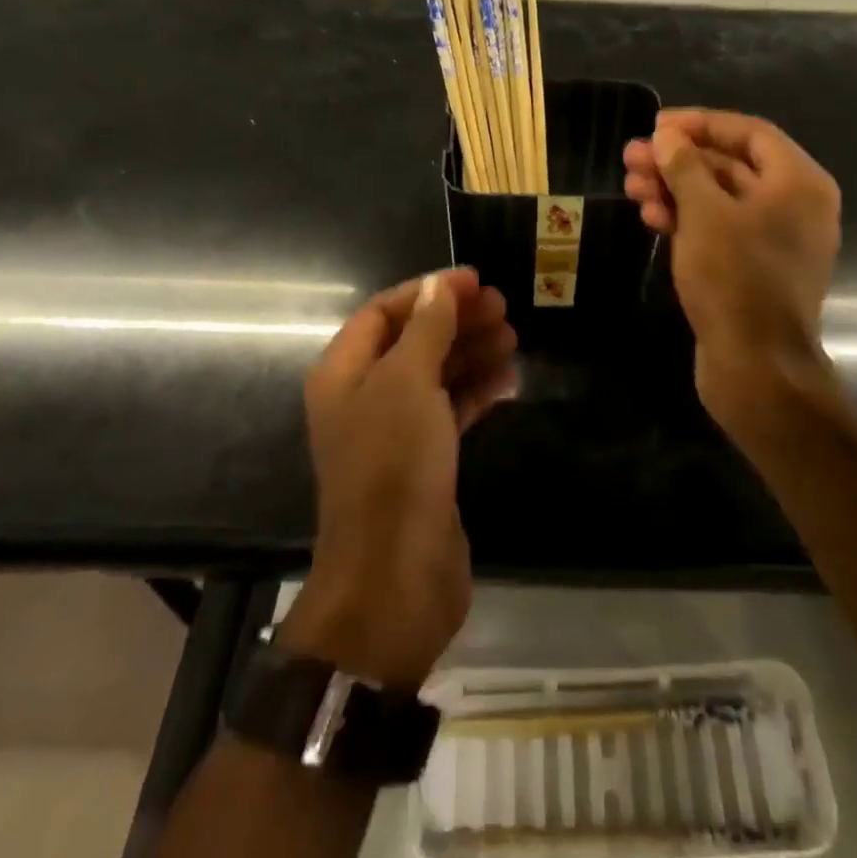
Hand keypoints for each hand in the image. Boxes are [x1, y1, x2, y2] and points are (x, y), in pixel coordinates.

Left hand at [284, 269, 516, 688]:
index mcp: (344, 373)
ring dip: (471, 352)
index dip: (427, 291)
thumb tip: (439, 285)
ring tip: (512, 337)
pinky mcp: (423, 461)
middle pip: (412, 340)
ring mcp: (394, 432)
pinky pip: (450, 411)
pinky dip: (476, 392)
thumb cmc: (394, 466)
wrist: (395, 577)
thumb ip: (426, 329)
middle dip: (455, 320)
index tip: (474, 280)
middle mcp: (363, 397)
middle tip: (503, 307)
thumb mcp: (408, 383)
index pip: (382, 312)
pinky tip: (508, 380)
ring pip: (435, 375)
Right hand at [623, 109, 840, 423]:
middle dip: (677, 160)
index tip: (656, 126)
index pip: (749, 132)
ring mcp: (774, 239)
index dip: (700, 124)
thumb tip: (667, 137)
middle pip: (730, 165)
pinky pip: (719, 229)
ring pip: (719, 199)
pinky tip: (650, 217)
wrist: (756, 366)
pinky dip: (687, 220)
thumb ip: (684, 166)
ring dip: (675, 189)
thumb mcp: (704, 213)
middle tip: (630, 157)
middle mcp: (794, 205)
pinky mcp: (753, 268)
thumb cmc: (735, 277)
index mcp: (799, 182)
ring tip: (630, 186)